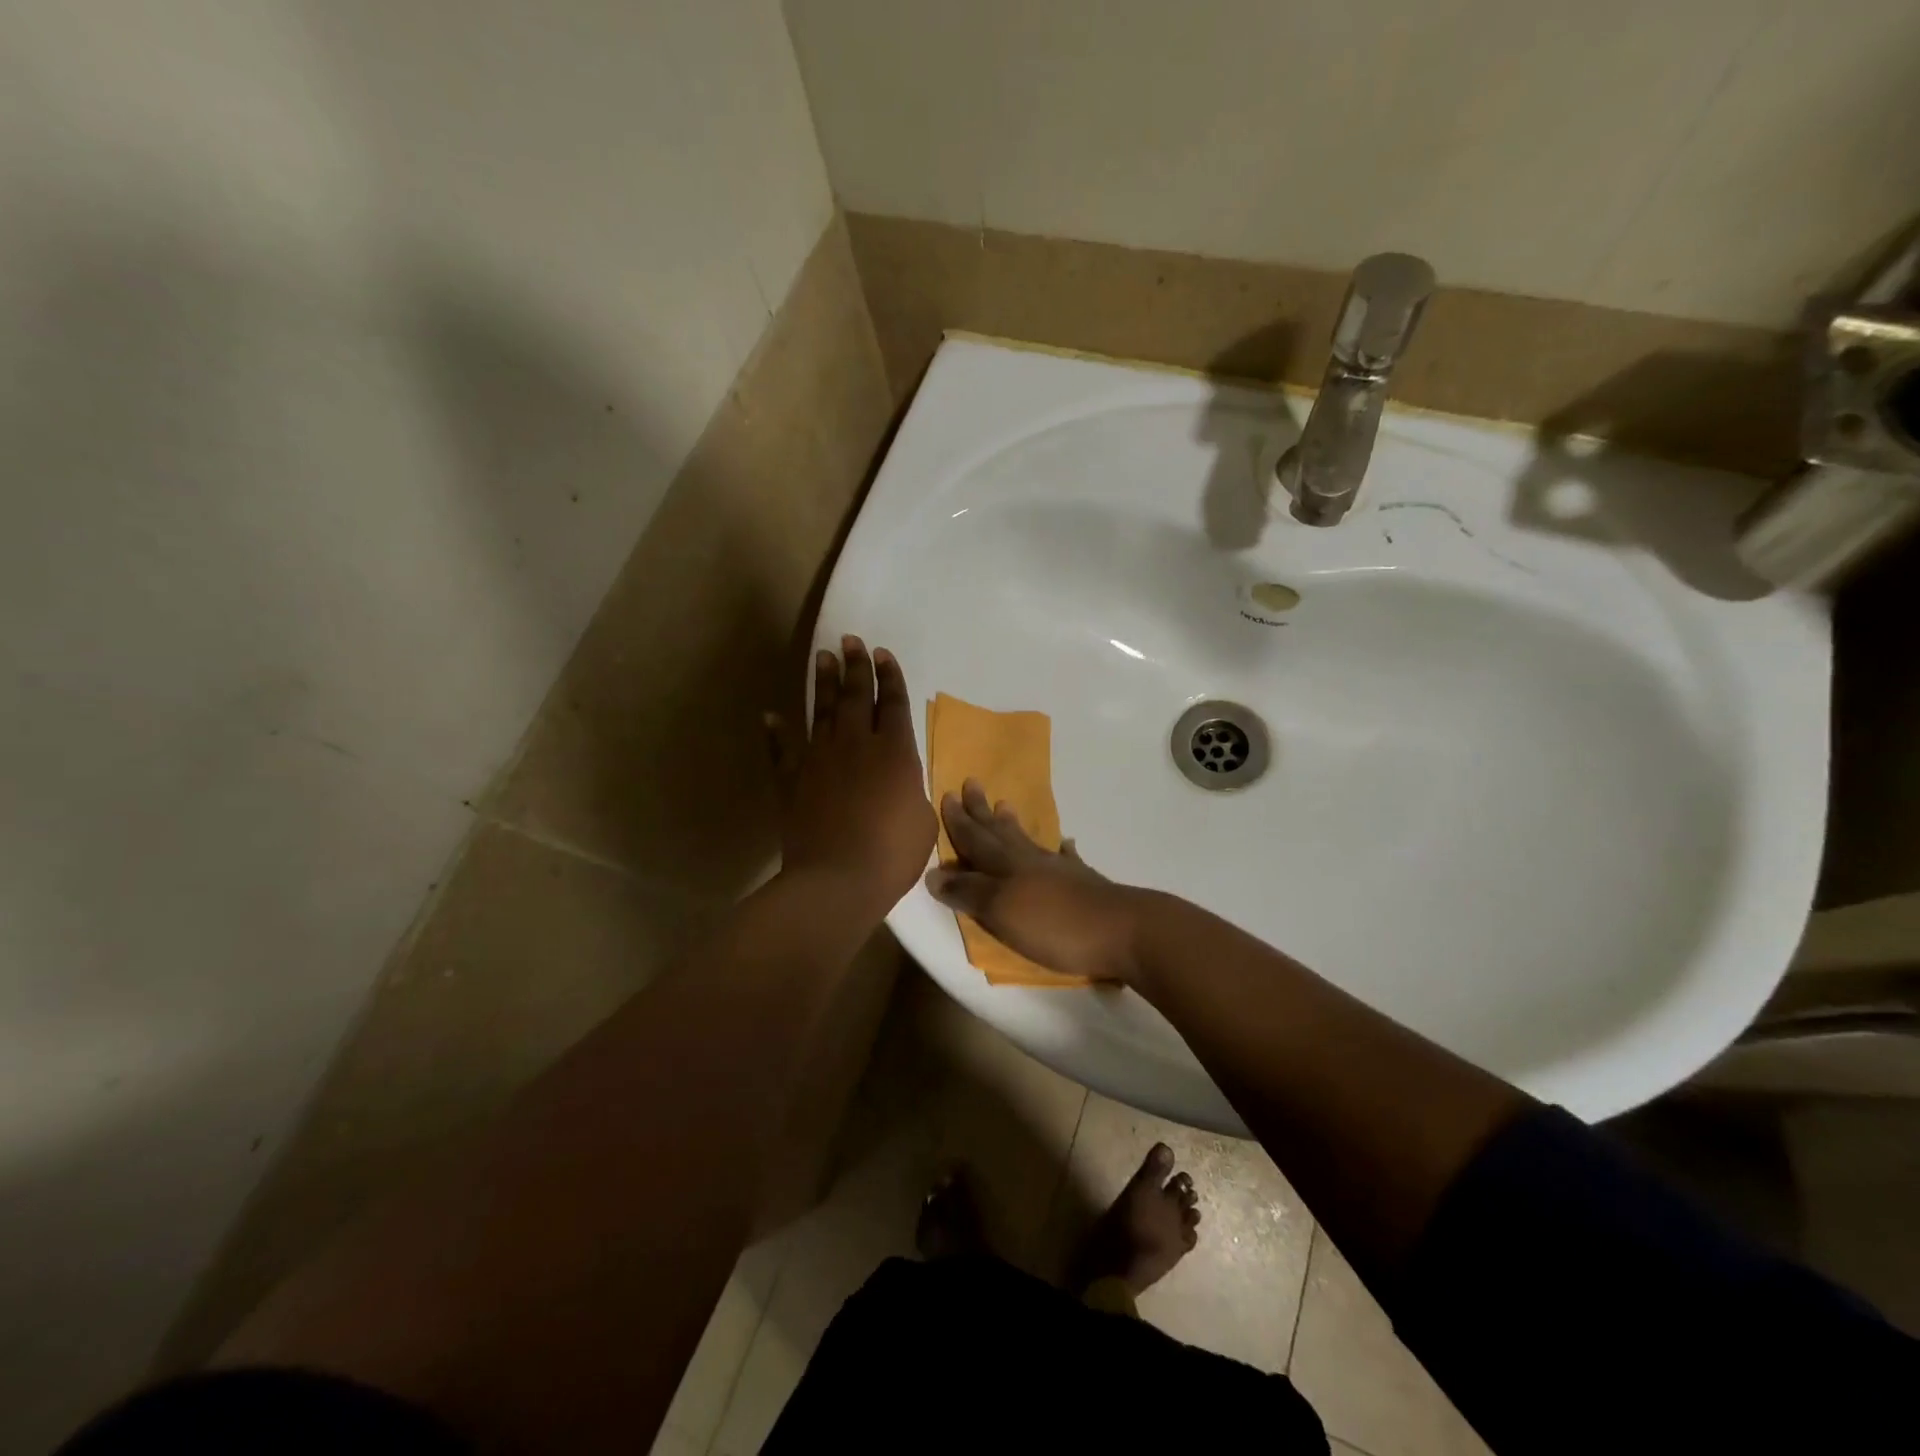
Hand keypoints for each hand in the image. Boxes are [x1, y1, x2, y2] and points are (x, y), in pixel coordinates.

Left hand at [780, 636, 937, 912]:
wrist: (837, 879)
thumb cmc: (892, 854)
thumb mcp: (922, 820)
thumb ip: (912, 790)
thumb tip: (903, 781)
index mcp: (895, 752)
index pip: (893, 703)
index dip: (889, 677)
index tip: (883, 653)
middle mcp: (856, 745)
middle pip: (856, 696)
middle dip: (856, 666)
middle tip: (851, 640)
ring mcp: (819, 759)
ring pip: (822, 711)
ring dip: (824, 683)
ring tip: (823, 656)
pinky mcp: (791, 780)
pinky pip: (781, 749)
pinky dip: (775, 732)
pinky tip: (770, 715)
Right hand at [925, 779, 1146, 982]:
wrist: (1123, 931)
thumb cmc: (1055, 924)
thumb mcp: (1001, 910)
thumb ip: (969, 891)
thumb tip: (934, 871)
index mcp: (1007, 867)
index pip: (975, 840)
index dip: (959, 822)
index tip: (948, 794)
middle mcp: (1031, 862)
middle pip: (1000, 834)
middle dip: (981, 812)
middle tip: (972, 783)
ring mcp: (1061, 871)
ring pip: (1029, 842)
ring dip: (1013, 826)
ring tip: (1006, 806)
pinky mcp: (1085, 886)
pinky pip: (1067, 859)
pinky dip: (1062, 850)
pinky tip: (1065, 843)